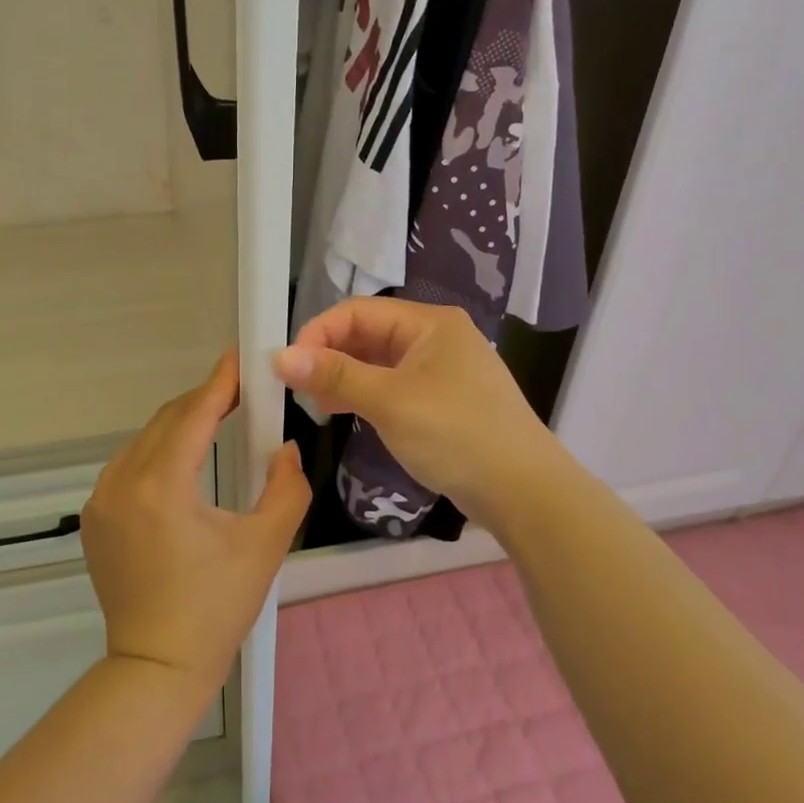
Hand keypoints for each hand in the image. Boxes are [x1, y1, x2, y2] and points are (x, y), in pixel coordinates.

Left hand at [81, 350, 309, 691]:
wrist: (157, 666)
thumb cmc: (216, 608)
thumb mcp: (264, 545)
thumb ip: (286, 487)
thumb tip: (286, 447)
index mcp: (161, 486)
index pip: (193, 415)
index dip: (219, 383)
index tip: (241, 359)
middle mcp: (122, 482)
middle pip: (166, 422)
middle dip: (203, 401)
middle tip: (239, 392)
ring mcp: (101, 500)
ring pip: (144, 442)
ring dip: (179, 426)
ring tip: (216, 422)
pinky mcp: (94, 518)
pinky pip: (128, 466)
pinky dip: (157, 453)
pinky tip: (182, 463)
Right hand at [274, 298, 561, 528]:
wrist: (524, 491)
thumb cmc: (456, 434)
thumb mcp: (389, 401)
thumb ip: (334, 376)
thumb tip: (279, 356)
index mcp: (430, 323)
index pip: (357, 311)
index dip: (318, 333)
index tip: (288, 367)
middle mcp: (437, 337)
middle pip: (369, 334)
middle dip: (330, 357)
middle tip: (299, 389)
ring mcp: (443, 370)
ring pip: (380, 362)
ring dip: (346, 378)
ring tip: (318, 406)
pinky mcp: (445, 400)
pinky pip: (395, 386)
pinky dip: (367, 395)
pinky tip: (348, 414)